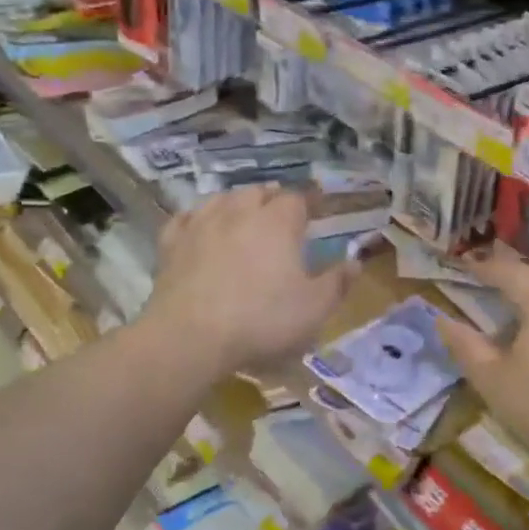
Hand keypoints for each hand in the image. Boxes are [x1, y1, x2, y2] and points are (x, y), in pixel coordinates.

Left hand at [143, 185, 354, 377]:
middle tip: (280, 210)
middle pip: (257, 192)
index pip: (297, 199)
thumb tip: (356, 261)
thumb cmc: (262, 320)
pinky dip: (196, 218)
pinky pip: (185, 219)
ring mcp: (201, 225)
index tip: (316, 209)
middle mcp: (239, 213)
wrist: (190, 337)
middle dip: (271, 198)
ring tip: (242, 211)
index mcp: (277, 223)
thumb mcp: (314, 308)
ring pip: (221, 199)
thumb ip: (337, 283)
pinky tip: (198, 224)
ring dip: (235, 202)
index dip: (309, 202)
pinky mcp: (172, 245)